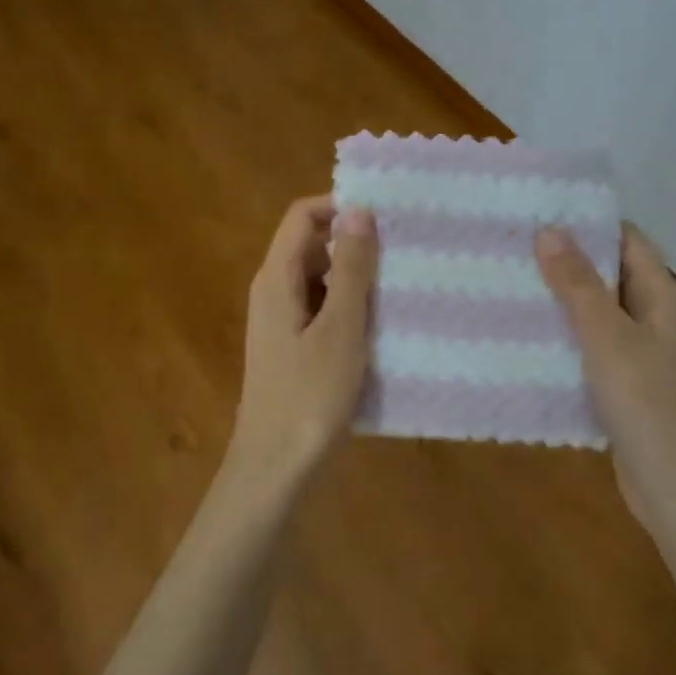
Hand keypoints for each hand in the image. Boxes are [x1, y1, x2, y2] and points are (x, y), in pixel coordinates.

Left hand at [229, 194, 379, 496]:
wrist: (275, 468)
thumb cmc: (309, 395)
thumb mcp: (340, 327)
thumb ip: (350, 268)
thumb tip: (358, 210)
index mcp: (277, 277)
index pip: (302, 215)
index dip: (340, 206)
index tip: (384, 215)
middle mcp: (273, 290)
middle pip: (311, 244)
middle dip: (354, 242)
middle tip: (401, 251)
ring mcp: (281, 320)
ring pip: (319, 278)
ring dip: (355, 276)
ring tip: (401, 284)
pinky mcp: (292, 346)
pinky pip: (321, 308)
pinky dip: (348, 306)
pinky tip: (381, 324)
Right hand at [536, 223, 675, 522]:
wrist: (673, 483)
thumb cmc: (644, 400)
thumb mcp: (606, 335)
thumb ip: (577, 284)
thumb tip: (549, 230)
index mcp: (660, 297)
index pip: (628, 240)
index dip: (591, 222)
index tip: (544, 210)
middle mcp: (652, 318)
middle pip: (610, 274)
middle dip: (568, 259)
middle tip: (516, 245)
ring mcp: (639, 353)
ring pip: (597, 312)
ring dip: (562, 298)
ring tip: (513, 282)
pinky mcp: (623, 383)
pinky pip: (590, 346)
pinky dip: (564, 335)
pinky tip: (528, 335)